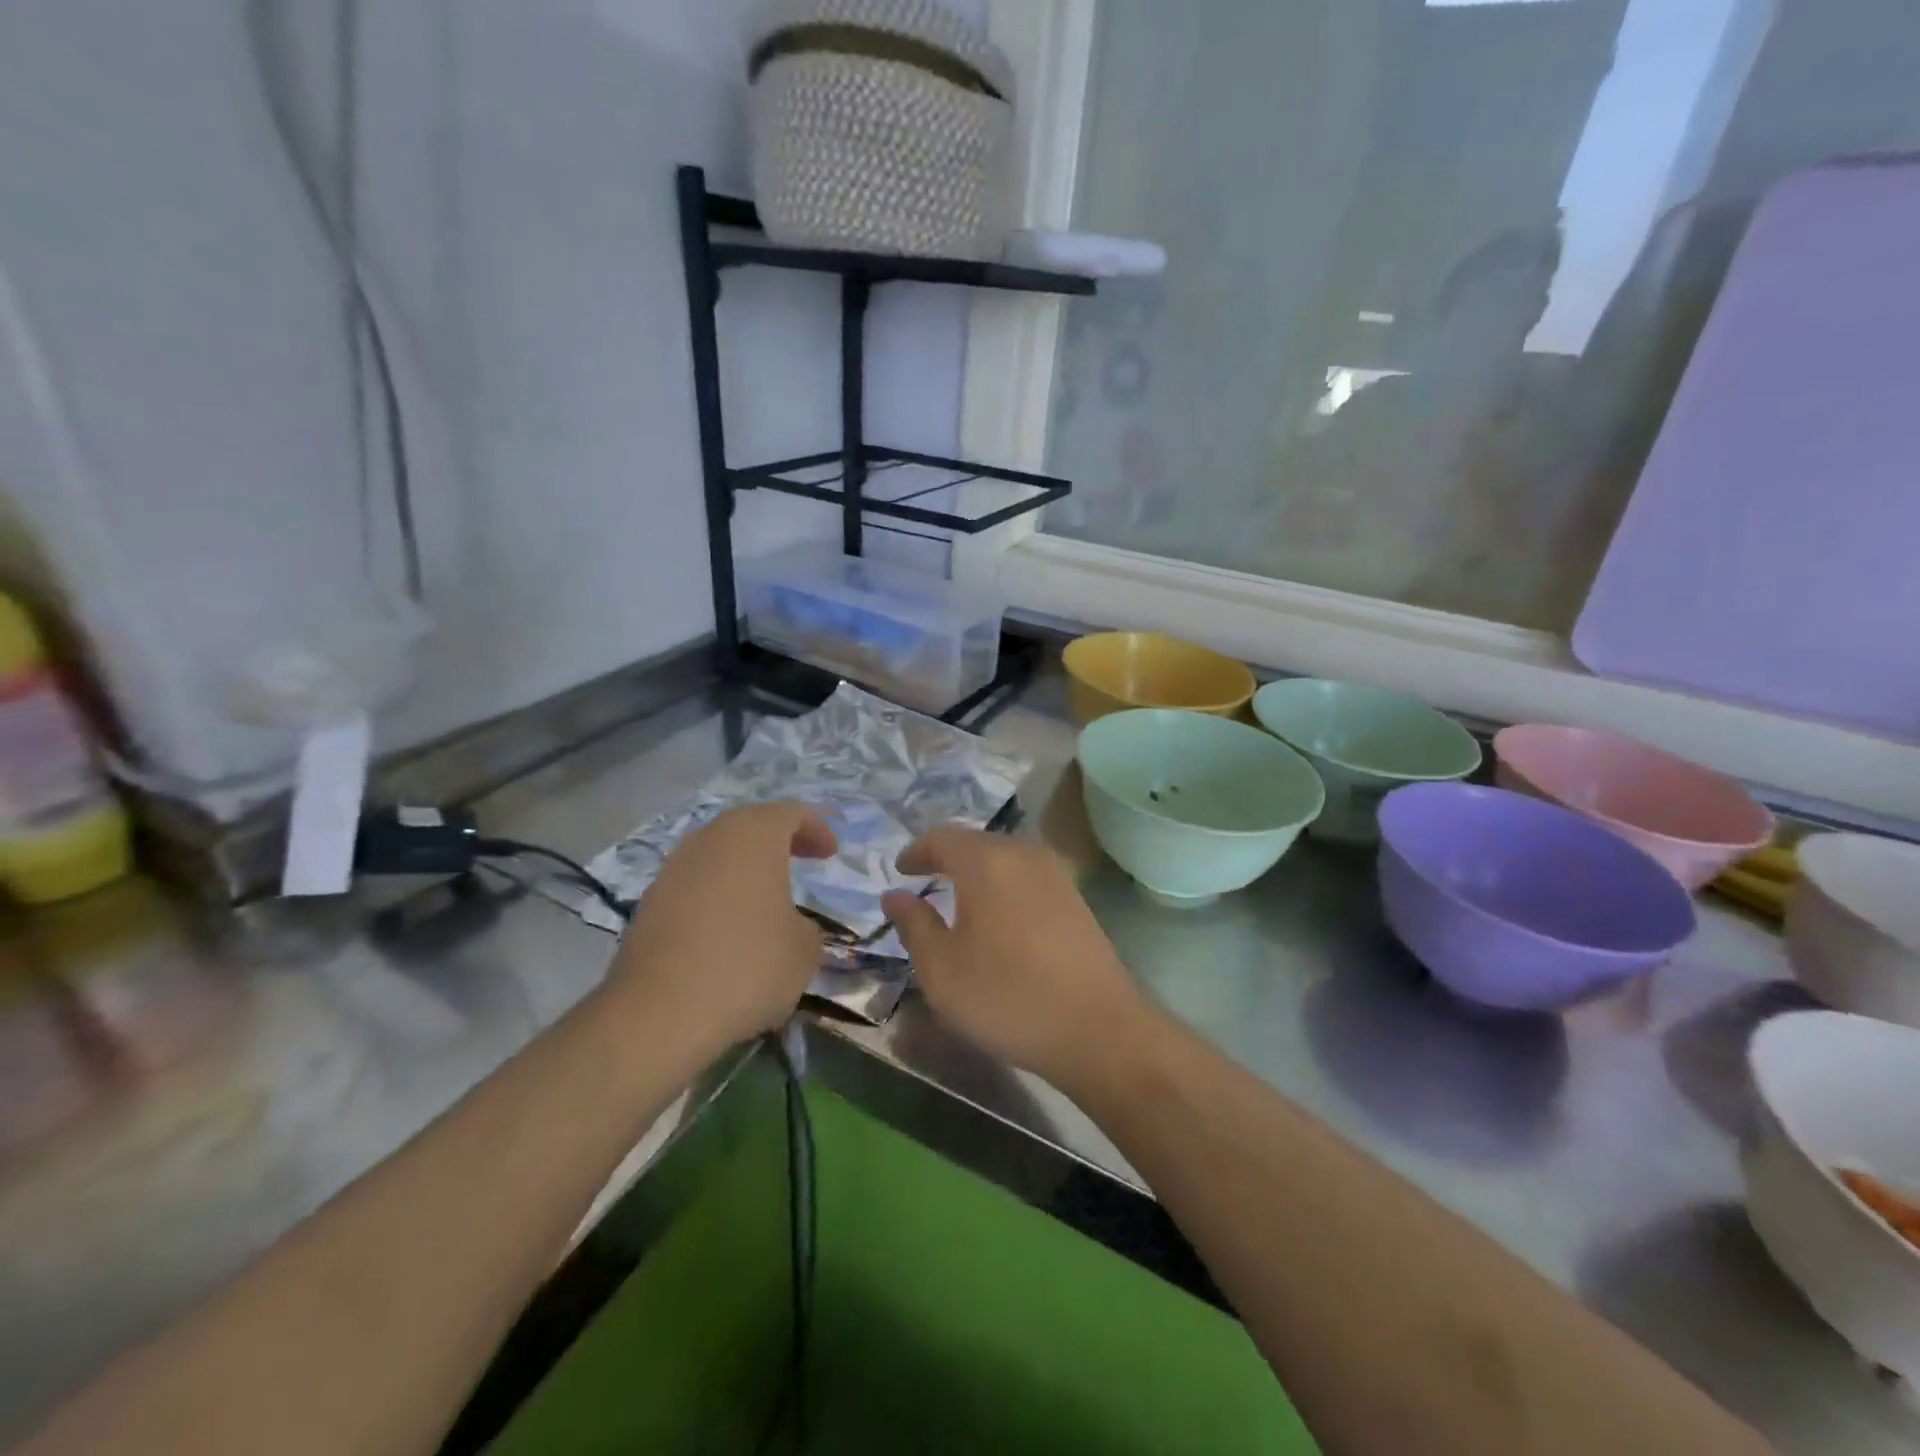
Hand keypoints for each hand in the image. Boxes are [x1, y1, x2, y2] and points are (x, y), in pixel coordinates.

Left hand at [607, 802, 834, 1052]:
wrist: (659, 1013)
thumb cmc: (748, 965)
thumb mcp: (804, 948)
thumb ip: (805, 926)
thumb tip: (788, 927)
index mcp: (752, 836)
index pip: (790, 813)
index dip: (815, 828)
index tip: (830, 854)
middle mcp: (709, 840)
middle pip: (749, 826)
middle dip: (778, 842)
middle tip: (802, 861)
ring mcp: (672, 871)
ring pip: (717, 855)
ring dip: (744, 870)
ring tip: (765, 899)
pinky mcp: (648, 905)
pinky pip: (694, 887)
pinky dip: (717, 896)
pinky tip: (728, 931)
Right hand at [881, 828, 1145, 1090]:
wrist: (1098, 1028)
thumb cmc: (1007, 996)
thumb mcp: (942, 969)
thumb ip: (914, 924)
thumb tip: (894, 894)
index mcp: (985, 861)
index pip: (941, 837)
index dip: (916, 852)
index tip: (900, 871)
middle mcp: (1022, 853)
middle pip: (975, 842)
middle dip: (946, 857)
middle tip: (925, 880)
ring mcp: (1055, 873)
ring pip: (1004, 856)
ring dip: (977, 870)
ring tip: (959, 898)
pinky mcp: (1075, 896)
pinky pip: (1026, 875)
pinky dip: (1003, 884)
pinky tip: (999, 915)